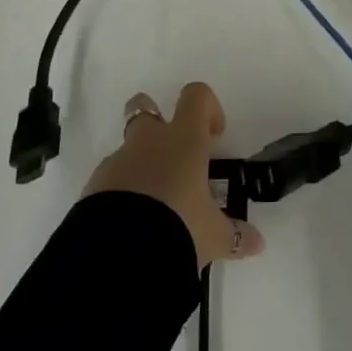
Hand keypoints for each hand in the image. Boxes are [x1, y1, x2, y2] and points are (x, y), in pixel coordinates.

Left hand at [82, 82, 264, 271]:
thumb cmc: (178, 227)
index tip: (214, 136)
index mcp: (183, 140)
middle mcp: (149, 141)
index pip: (196, 96)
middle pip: (144, 106)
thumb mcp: (214, 236)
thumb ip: (235, 235)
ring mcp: (117, 161)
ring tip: (154, 205)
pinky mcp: (93, 186)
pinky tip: (132, 223)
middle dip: (155, 119)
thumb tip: (257, 242)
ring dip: (140, 165)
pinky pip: (111, 179)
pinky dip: (121, 192)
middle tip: (173, 154)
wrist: (119, 254)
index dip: (207, 107)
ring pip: (128, 148)